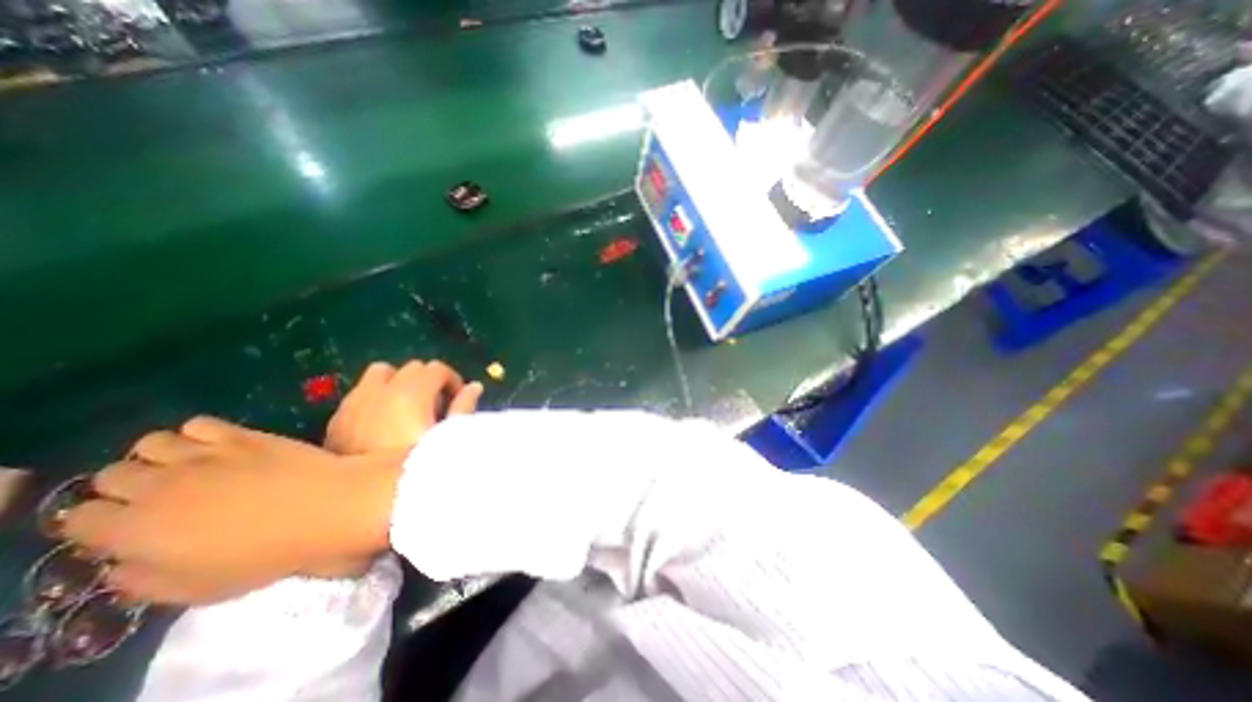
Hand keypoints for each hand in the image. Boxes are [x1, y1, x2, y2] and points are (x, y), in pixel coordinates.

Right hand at [62, 417, 400, 603]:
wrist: (328, 507)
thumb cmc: (268, 553)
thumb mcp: (194, 588)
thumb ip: (142, 577)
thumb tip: (123, 560)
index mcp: (134, 530)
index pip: (80, 520)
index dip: (103, 524)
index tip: (131, 528)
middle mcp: (158, 486)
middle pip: (111, 476)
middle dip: (128, 486)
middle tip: (163, 496)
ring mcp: (203, 454)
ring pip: (149, 443)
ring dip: (159, 455)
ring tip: (190, 467)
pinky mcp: (243, 435)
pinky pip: (199, 423)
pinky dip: (199, 433)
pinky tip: (219, 445)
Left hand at [325, 362, 480, 454]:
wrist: (366, 504)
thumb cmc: (419, 466)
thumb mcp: (450, 437)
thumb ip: (464, 407)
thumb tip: (475, 387)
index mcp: (411, 393)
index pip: (437, 369)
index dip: (452, 381)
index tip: (457, 399)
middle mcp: (381, 391)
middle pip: (412, 367)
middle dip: (428, 380)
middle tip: (436, 405)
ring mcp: (354, 404)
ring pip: (380, 373)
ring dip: (398, 382)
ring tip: (407, 407)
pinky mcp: (336, 421)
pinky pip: (359, 394)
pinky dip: (375, 398)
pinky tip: (382, 423)